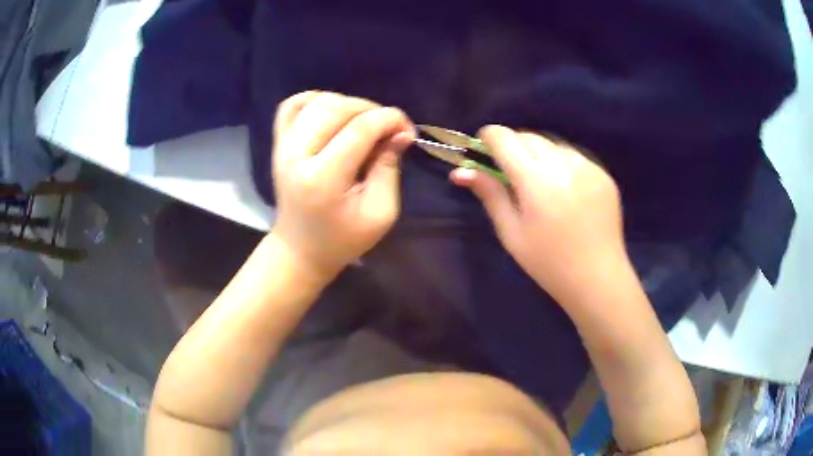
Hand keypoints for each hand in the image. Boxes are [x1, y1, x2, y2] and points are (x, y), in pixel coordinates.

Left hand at [271, 91, 414, 279]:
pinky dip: (315, 100)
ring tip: (363, 122)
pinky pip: (291, 106)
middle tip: (389, 128)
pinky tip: (332, 112)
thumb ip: (390, 168)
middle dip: (372, 109)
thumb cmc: (343, 239)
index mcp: (323, 178)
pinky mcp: (277, 144)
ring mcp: (282, 147)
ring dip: (347, 103)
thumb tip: (400, 132)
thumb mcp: (380, 212)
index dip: (391, 119)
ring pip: (316, 101)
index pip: (360, 129)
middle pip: (337, 108)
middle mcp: (296, 155)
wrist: (300, 249)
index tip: (408, 130)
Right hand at [451, 126, 625, 302]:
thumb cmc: (548, 263)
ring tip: (541, 183)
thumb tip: (460, 171)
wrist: (597, 278)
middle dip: (513, 146)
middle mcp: (563, 165)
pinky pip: (574, 156)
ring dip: (538, 154)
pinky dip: (562, 164)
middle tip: (510, 172)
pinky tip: (566, 190)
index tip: (483, 148)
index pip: (504, 138)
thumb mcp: (512, 233)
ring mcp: (588, 167)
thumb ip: (490, 195)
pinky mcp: (603, 174)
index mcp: (536, 181)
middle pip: (528, 136)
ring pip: (552, 144)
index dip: (489, 137)